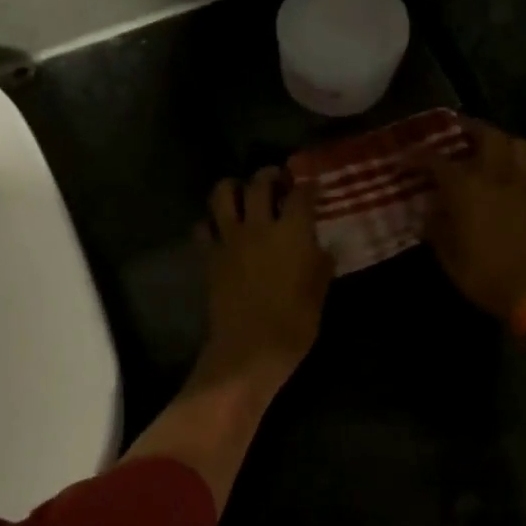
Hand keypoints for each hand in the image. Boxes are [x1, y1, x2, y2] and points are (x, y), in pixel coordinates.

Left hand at [195, 167, 333, 390]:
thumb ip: (321, 264)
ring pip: (222, 194)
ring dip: (232, 187)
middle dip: (269, 175)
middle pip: (259, 183)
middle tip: (277, 180)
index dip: (309, 187)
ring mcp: (230, 239)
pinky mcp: (210, 256)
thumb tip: (322, 248)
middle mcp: (259, 226)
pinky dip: (210, 223)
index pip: (302, 194)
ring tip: (242, 192)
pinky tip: (220, 229)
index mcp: (292, 232)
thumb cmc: (294, 324)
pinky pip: (203, 228)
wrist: (249, 349)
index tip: (313, 187)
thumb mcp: (319, 293)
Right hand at [416, 119, 525, 321]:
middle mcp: (496, 176)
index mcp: (467, 188)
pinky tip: (507, 181)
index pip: (436, 161)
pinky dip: (516, 168)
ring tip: (485, 148)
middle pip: (486, 135)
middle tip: (454, 130)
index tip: (403, 160)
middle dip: (468, 128)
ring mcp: (524, 185)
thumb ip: (436, 227)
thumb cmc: (483, 274)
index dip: (417, 157)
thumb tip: (429, 212)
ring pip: (516, 144)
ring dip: (499, 140)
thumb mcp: (447, 255)